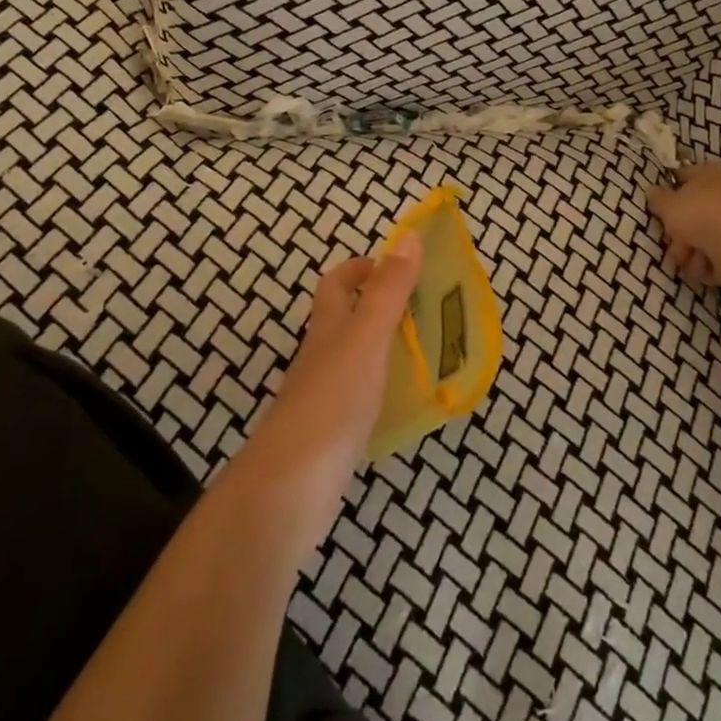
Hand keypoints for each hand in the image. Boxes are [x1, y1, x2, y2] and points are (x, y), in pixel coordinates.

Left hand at [240, 234, 421, 538]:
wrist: (292, 484)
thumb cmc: (333, 398)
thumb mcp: (367, 337)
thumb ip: (388, 290)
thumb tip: (409, 236)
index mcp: (328, 328)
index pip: (336, 284)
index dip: (360, 268)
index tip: (395, 264)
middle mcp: (321, 357)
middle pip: (344, 320)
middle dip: (378, 307)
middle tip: (425, 308)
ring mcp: (323, 397)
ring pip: (354, 359)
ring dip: (385, 349)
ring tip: (428, 351)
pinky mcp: (331, 434)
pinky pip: (361, 398)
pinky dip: (384, 390)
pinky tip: (408, 402)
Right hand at [649, 162, 720, 287]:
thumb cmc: (700, 215)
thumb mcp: (668, 205)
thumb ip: (657, 198)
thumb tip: (652, 191)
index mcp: (707, 173)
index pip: (684, 175)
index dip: (669, 190)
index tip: (659, 208)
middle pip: (695, 212)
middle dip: (680, 235)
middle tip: (675, 250)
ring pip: (707, 236)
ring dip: (694, 253)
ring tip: (692, 265)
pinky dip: (713, 263)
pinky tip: (708, 270)